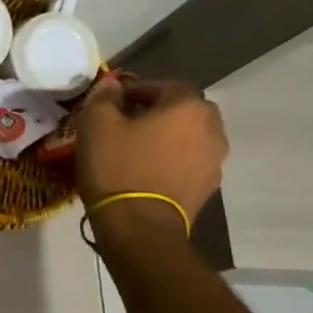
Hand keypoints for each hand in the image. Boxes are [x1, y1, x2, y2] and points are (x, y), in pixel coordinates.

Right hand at [75, 73, 227, 228]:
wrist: (140, 226)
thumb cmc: (117, 167)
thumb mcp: (96, 123)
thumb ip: (104, 96)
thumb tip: (112, 85)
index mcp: (187, 105)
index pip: (163, 86)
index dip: (135, 92)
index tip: (112, 106)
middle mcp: (212, 127)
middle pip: (182, 110)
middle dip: (157, 113)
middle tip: (127, 125)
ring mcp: (215, 159)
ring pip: (189, 136)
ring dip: (167, 137)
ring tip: (137, 151)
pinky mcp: (209, 186)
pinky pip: (190, 161)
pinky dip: (173, 160)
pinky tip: (148, 172)